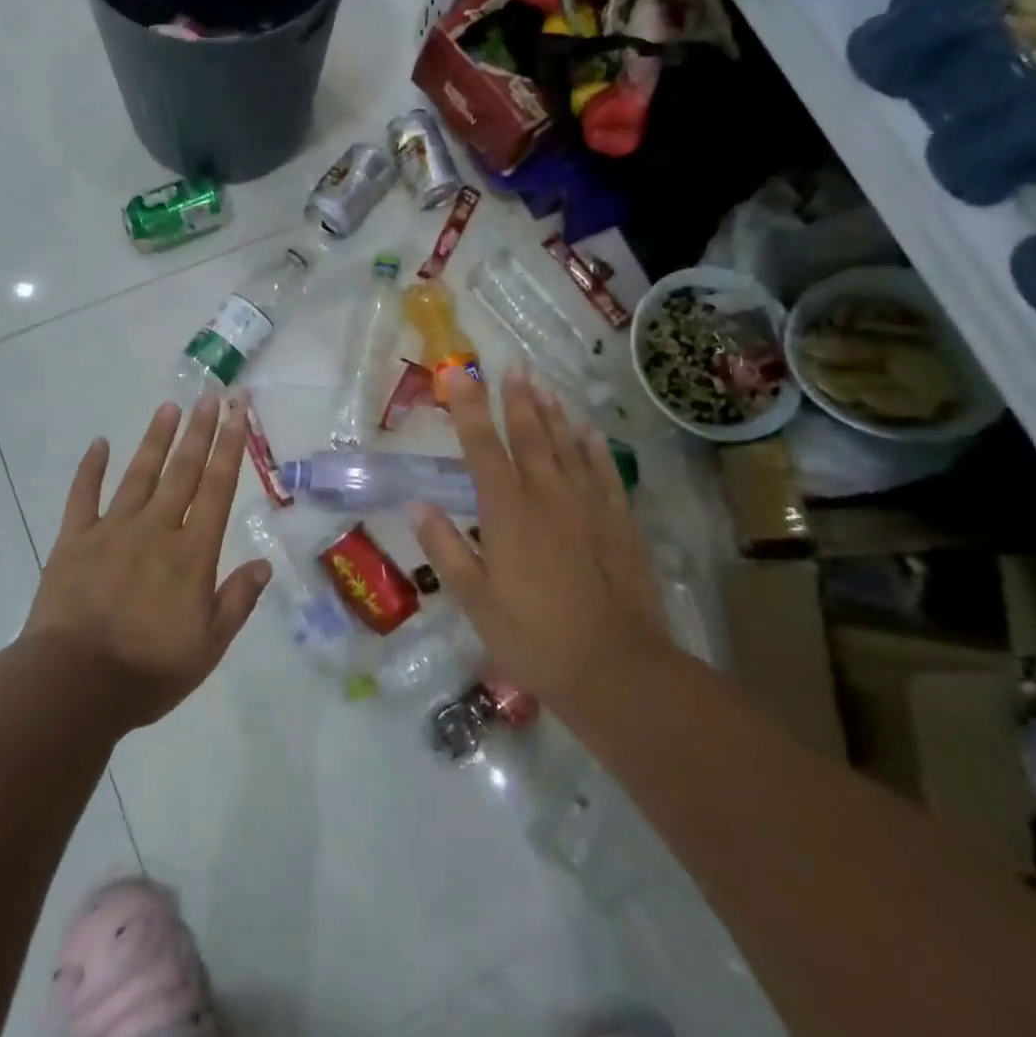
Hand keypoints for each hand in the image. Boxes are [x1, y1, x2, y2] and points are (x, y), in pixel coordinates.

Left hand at [24, 393, 270, 729]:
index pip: (217, 488)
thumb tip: (264, 564)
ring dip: (156, 439)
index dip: (230, 446)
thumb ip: (237, 601)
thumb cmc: (148, 670)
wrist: (74, 684)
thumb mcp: (208, 646)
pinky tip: (99, 443)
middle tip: (209, 395)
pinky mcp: (74, 540)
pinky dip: (90, 468)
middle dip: (199, 431)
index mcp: (191, 553)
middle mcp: (155, 529)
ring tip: (169, 407)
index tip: (237, 411)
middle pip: (182, 471)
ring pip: (140, 474)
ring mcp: (112, 530)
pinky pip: (83, 496)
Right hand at [411, 367, 668, 702]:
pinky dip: (595, 448)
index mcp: (507, 512)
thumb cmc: (534, 637)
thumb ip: (445, 548)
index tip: (460, 375)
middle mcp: (547, 496)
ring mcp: (588, 506)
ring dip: (553, 414)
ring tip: (543, 386)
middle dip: (517, 399)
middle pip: (529, 436)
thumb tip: (416, 505)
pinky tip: (590, 431)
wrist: (617, 668)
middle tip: (512, 368)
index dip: (469, 409)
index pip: (482, 448)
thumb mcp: (475, 600)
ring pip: (567, 446)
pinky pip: (605, 472)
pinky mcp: (619, 522)